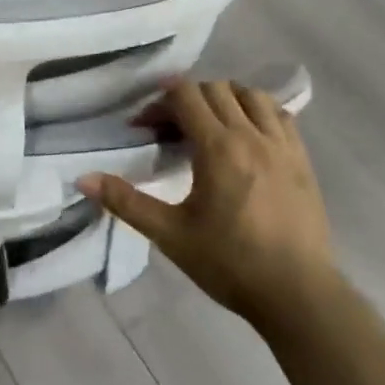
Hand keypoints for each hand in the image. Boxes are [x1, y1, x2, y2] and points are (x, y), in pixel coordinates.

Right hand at [78, 80, 334, 328]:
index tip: (144, 127)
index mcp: (218, 148)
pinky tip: (247, 136)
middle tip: (171, 130)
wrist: (297, 295)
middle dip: (187, 99)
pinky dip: (258, 112)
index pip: (186, 95)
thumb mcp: (170, 234)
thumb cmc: (229, 264)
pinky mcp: (302, 159)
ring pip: (251, 95)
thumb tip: (82, 179)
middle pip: (215, 88)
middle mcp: (252, 135)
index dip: (159, 103)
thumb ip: (126, 201)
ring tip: (210, 126)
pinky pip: (280, 115)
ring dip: (224, 99)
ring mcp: (282, 145)